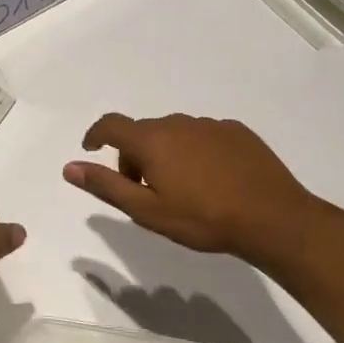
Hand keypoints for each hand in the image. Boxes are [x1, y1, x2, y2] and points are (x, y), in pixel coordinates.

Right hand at [63, 113, 326, 263]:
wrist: (274, 219)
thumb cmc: (203, 219)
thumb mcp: (147, 211)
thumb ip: (106, 186)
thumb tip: (69, 166)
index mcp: (151, 141)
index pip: (110, 125)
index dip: (95, 134)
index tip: (91, 149)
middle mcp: (177, 123)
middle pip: (143, 132)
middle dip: (134, 155)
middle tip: (143, 189)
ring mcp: (209, 125)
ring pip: (174, 132)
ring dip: (166, 152)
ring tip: (181, 187)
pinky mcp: (237, 131)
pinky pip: (203, 135)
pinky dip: (195, 150)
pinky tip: (212, 178)